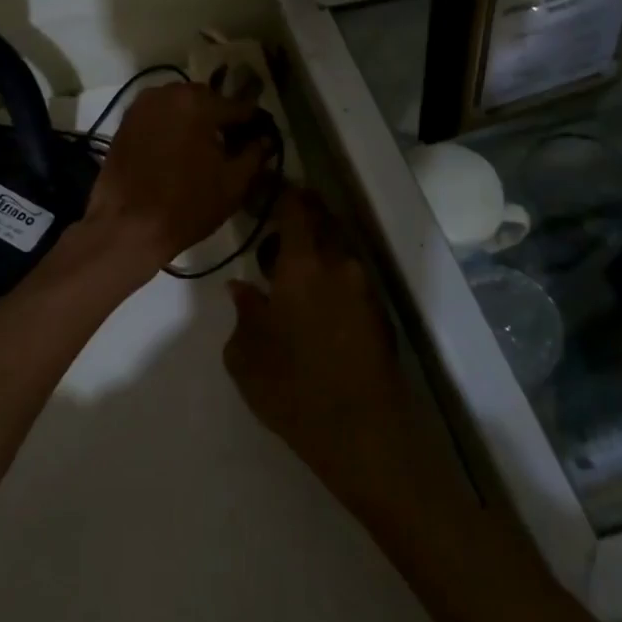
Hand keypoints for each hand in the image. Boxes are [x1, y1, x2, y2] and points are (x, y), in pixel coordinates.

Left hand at [84, 81, 273, 271]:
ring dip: (194, 121)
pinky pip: (158, 117)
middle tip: (231, 145)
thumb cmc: (186, 206)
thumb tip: (264, 139)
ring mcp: (142, 105)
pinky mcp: (125, 122)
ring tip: (203, 150)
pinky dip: (171, 127)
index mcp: (198, 102)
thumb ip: (254, 154)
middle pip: (207, 100)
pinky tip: (177, 152)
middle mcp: (168, 92)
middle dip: (220, 118)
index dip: (253, 123)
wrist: (126, 227)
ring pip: (180, 106)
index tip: (261, 137)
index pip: (238, 107)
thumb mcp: (233, 183)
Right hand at [223, 189, 433, 500]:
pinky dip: (330, 270)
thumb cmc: (294, 391)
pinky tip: (312, 300)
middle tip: (272, 226)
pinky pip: (350, 273)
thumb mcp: (246, 356)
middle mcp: (339, 264)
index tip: (262, 187)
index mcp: (303, 265)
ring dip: (315, 244)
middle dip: (299, 212)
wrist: (366, 434)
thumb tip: (242, 287)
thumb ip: (242, 312)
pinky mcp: (379, 311)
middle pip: (322, 218)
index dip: (279, 191)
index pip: (295, 207)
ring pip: (338, 245)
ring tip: (288, 271)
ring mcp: (365, 286)